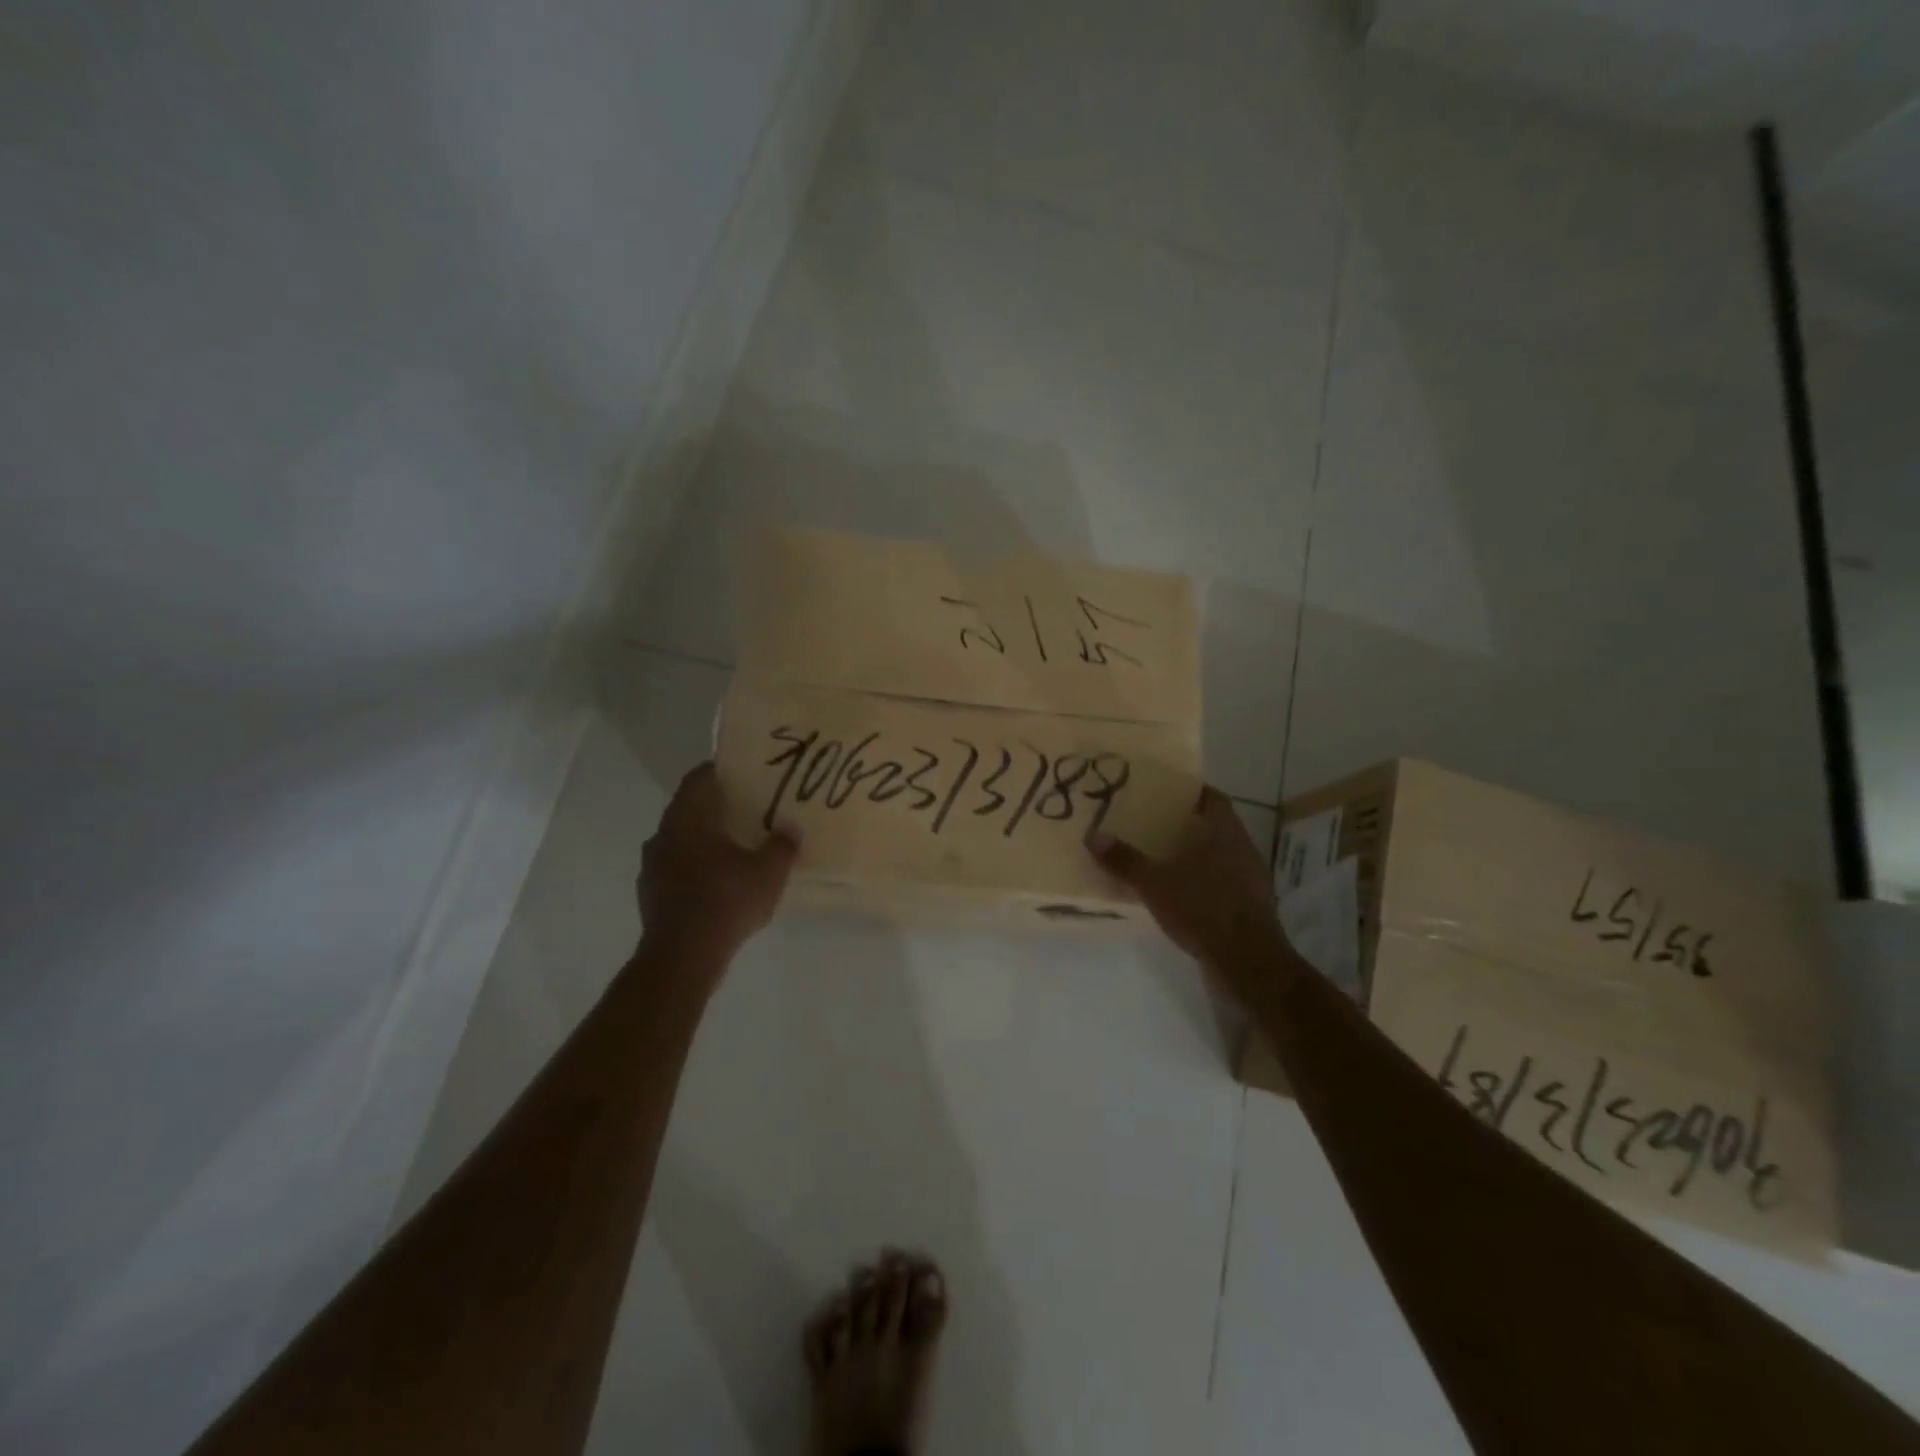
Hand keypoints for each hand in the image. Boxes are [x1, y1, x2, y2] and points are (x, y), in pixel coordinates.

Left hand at [638, 762, 798, 976]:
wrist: (682, 957)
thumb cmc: (726, 901)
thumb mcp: (769, 872)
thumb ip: (782, 845)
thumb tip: (791, 826)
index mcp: (688, 819)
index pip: (699, 778)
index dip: (720, 771)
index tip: (744, 774)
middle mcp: (664, 835)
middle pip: (689, 808)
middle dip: (716, 807)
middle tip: (748, 809)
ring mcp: (652, 866)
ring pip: (681, 840)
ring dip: (704, 840)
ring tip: (735, 847)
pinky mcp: (651, 894)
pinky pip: (676, 869)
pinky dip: (695, 868)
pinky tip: (718, 883)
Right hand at [1089, 787, 1286, 995]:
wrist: (1248, 963)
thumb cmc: (1203, 908)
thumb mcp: (1155, 883)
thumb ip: (1124, 860)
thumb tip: (1093, 835)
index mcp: (1225, 832)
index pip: (1213, 798)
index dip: (1191, 791)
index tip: (1165, 791)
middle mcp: (1243, 849)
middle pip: (1215, 826)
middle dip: (1186, 824)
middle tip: (1152, 823)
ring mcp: (1251, 880)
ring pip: (1219, 856)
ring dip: (1194, 855)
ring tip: (1160, 857)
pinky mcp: (1250, 907)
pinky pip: (1223, 883)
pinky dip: (1201, 882)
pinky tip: (1178, 893)